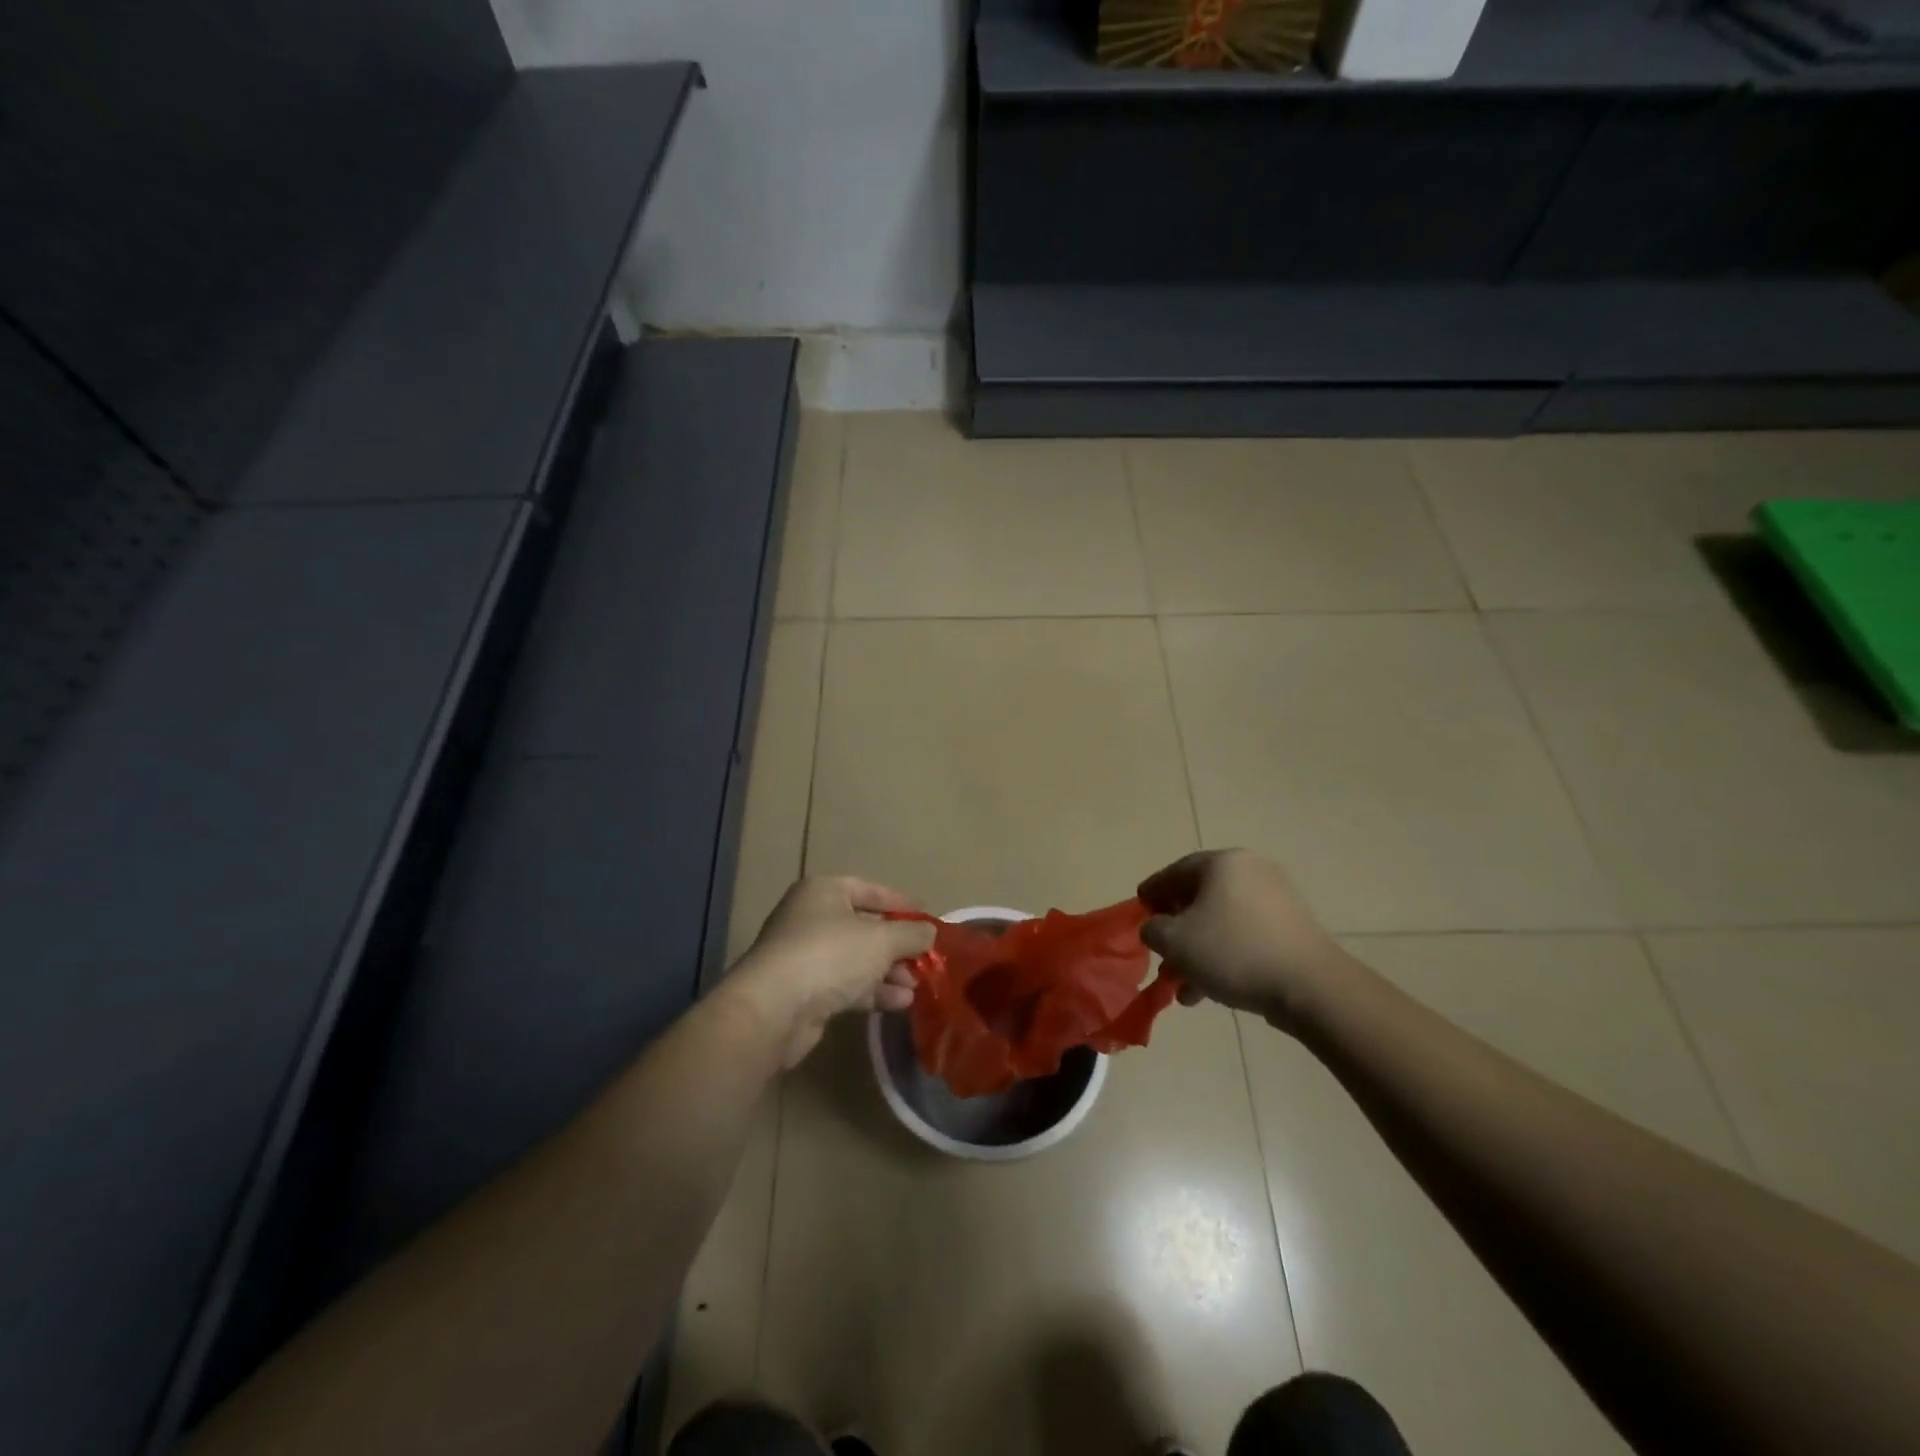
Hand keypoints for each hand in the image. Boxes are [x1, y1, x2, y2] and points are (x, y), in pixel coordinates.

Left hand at [727, 876, 936, 1067]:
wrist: (774, 1008)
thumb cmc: (830, 955)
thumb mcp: (881, 940)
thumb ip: (911, 934)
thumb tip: (930, 931)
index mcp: (824, 891)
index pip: (870, 890)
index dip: (901, 903)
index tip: (927, 918)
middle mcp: (810, 917)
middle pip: (864, 927)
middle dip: (896, 945)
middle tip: (924, 960)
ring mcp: (804, 955)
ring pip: (856, 959)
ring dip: (887, 972)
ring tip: (915, 986)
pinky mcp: (803, 990)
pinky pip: (845, 984)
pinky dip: (872, 991)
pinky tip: (899, 1003)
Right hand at [1137, 850, 1352, 1030]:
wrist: (1309, 986)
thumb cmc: (1232, 951)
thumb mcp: (1175, 941)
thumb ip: (1153, 929)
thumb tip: (1156, 928)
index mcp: (1223, 863)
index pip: (1177, 870)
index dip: (1153, 891)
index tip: (1139, 909)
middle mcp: (1251, 871)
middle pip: (1201, 897)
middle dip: (1176, 929)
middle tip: (1160, 950)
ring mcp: (1277, 899)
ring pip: (1222, 922)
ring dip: (1198, 950)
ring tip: (1182, 985)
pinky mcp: (1292, 929)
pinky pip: (1246, 936)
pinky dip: (1225, 956)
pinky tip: (1210, 990)